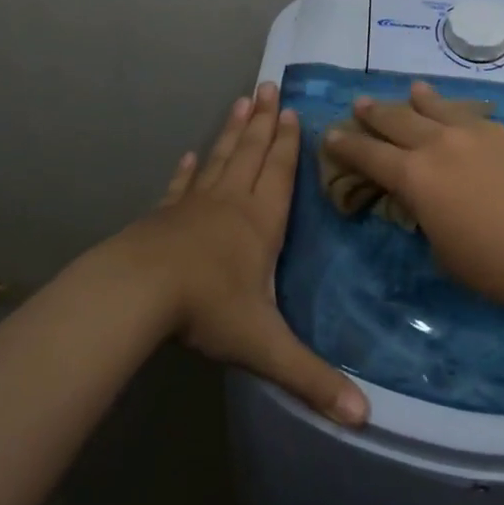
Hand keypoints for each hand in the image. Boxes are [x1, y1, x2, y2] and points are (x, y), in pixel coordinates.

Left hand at [108, 82, 367, 425]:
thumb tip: (365, 418)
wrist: (137, 294)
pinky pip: (182, 185)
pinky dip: (189, 169)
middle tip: (268, 86)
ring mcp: (194, 205)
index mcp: (261, 223)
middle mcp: (231, 203)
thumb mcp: (265, 346)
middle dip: (264, 122)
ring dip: (233, 131)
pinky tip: (190, 154)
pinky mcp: (164, 215)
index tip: (293, 112)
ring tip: (241, 101)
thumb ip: (312, 379)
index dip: (289, 145)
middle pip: (252, 153)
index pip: (281, 174)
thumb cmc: (208, 309)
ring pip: (221, 158)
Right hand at [323, 81, 503, 312]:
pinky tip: (462, 117)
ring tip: (411, 89)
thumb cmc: (497, 264)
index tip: (330, 134)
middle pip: (398, 119)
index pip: (369, 155)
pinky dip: (458, 114)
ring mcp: (477, 133)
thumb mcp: (444, 252)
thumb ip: (427, 219)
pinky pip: (473, 118)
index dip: (346, 145)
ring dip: (419, 99)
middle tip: (360, 104)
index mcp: (415, 176)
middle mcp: (440, 144)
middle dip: (375, 113)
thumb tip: (428, 201)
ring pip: (438, 107)